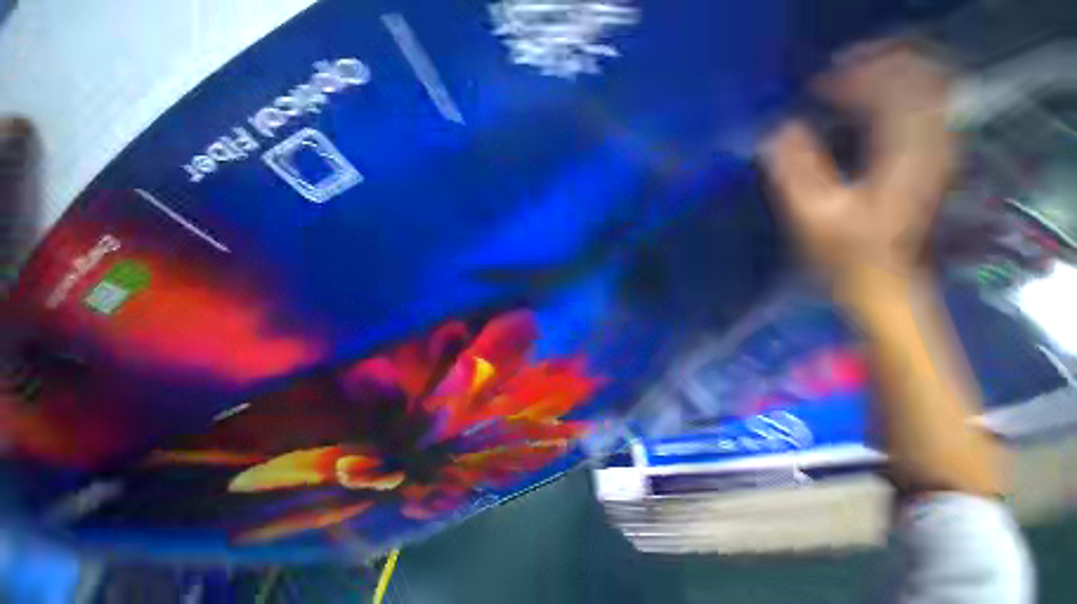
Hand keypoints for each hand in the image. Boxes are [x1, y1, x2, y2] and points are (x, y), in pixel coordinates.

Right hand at [762, 42, 954, 281]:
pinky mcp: (930, 155)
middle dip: (877, 61)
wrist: (882, 279)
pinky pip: (925, 103)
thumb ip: (795, 170)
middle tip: (835, 69)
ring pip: (927, 83)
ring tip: (849, 76)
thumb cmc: (845, 254)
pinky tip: (869, 99)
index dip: (854, 75)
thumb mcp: (813, 217)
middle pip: (919, 73)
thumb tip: (776, 131)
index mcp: (904, 151)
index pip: (892, 86)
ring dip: (889, 71)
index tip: (815, 85)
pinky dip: (898, 90)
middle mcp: (931, 139)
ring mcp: (936, 146)